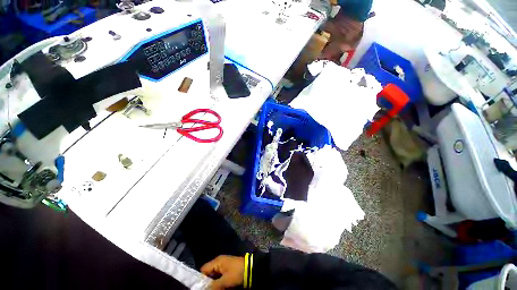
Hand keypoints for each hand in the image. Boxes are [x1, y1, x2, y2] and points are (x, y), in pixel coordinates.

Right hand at [201, 255, 244, 289]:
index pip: (203, 270)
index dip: (199, 279)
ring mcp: (224, 268)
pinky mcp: (229, 273)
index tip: (197, 288)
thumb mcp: (225, 281)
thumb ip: (213, 286)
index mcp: (217, 262)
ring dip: (212, 285)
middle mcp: (219, 263)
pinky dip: (218, 284)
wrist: (252, 270)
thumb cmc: (237, 273)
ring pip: (214, 278)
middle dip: (206, 284)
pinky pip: (220, 279)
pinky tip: (218, 288)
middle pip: (208, 275)